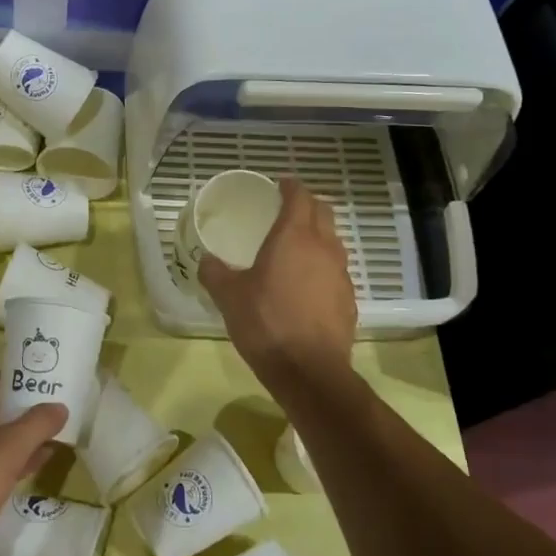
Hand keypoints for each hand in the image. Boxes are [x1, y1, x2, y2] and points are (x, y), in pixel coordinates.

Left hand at [0, 371, 67, 555]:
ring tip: (54, 433)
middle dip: (19, 409)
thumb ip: (35, 424)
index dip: (11, 378)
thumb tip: (59, 406)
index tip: (41, 378)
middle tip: (53, 405)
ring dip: (19, 438)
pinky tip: (38, 465)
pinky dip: (13, 464)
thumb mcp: (6, 448)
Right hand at [201, 176, 356, 383]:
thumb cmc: (266, 323)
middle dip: (307, 205)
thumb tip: (207, 261)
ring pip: (333, 241)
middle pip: (323, 212)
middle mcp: (323, 248)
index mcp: (294, 237)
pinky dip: (322, 266)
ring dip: (317, 236)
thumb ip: (215, 273)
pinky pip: (336, 271)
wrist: (309, 371)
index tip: (279, 184)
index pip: (299, 196)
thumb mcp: (228, 297)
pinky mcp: (349, 300)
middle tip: (286, 210)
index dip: (289, 186)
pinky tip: (306, 285)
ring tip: (296, 247)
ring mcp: (341, 274)